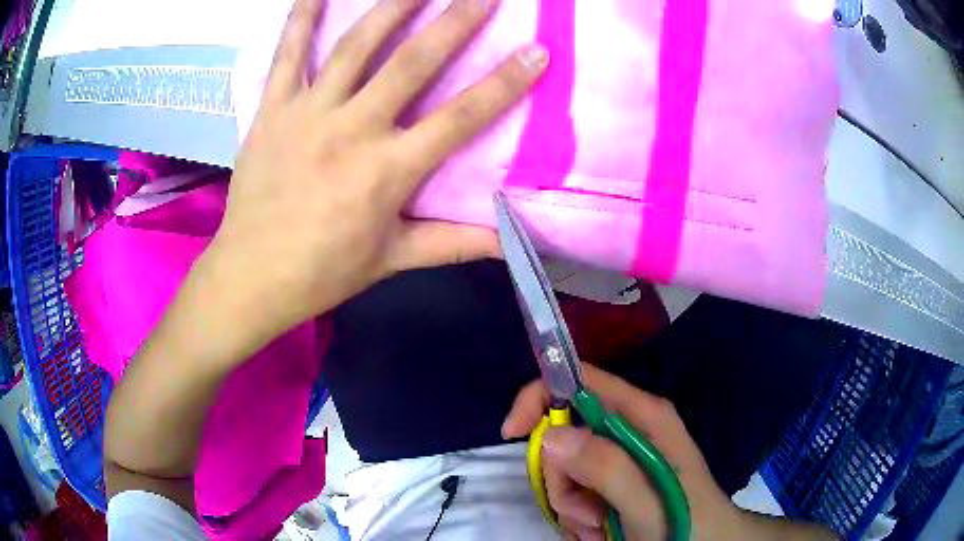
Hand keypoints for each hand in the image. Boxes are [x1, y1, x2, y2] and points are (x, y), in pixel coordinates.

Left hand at [208, 0, 547, 342]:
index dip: (503, 83)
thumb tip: (509, 242)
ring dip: (392, 6)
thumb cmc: (323, 271)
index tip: (536, 52)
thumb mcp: (392, 260)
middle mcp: (351, 130)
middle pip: (411, 64)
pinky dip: (302, 16)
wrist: (250, 275)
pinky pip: (288, 53)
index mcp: (386, 171)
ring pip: (355, 46)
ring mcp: (307, 113)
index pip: (459, 118)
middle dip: (454, 22)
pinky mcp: (273, 108)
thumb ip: (452, 243)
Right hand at [502, 364, 741, 540]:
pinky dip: (578, 515)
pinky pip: (573, 490)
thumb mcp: (648, 504)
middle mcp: (630, 428)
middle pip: (563, 433)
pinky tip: (603, 528)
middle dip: (562, 478)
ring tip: (602, 526)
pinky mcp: (613, 479)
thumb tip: (552, 436)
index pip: (580, 381)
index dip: (539, 397)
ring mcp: (620, 455)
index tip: (512, 434)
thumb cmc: (685, 524)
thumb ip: (608, 470)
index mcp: (644, 416)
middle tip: (588, 512)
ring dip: (571, 504)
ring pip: (564, 468)